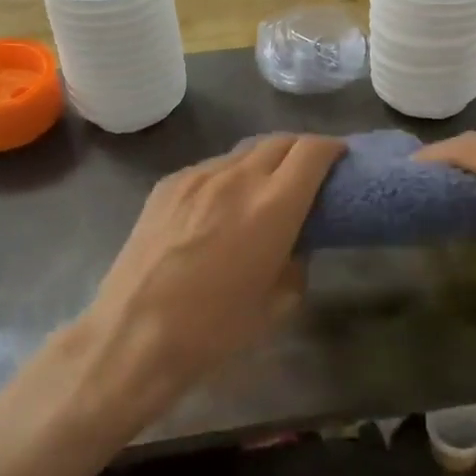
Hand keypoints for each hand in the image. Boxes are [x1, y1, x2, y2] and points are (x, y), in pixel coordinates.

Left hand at [71, 134, 344, 418]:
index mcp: (274, 205)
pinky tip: (222, 204)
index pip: (312, 152)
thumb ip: (297, 261)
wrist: (134, 335)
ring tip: (265, 187)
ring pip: (242, 152)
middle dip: (302, 149)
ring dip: (264, 161)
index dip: (333, 149)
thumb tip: (294, 245)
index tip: (340, 159)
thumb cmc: (216, 328)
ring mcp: (197, 177)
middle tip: (309, 172)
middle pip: (280, 141)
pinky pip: (210, 168)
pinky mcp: (167, 185)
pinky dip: (229, 176)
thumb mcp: (279, 302)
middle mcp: (237, 178)